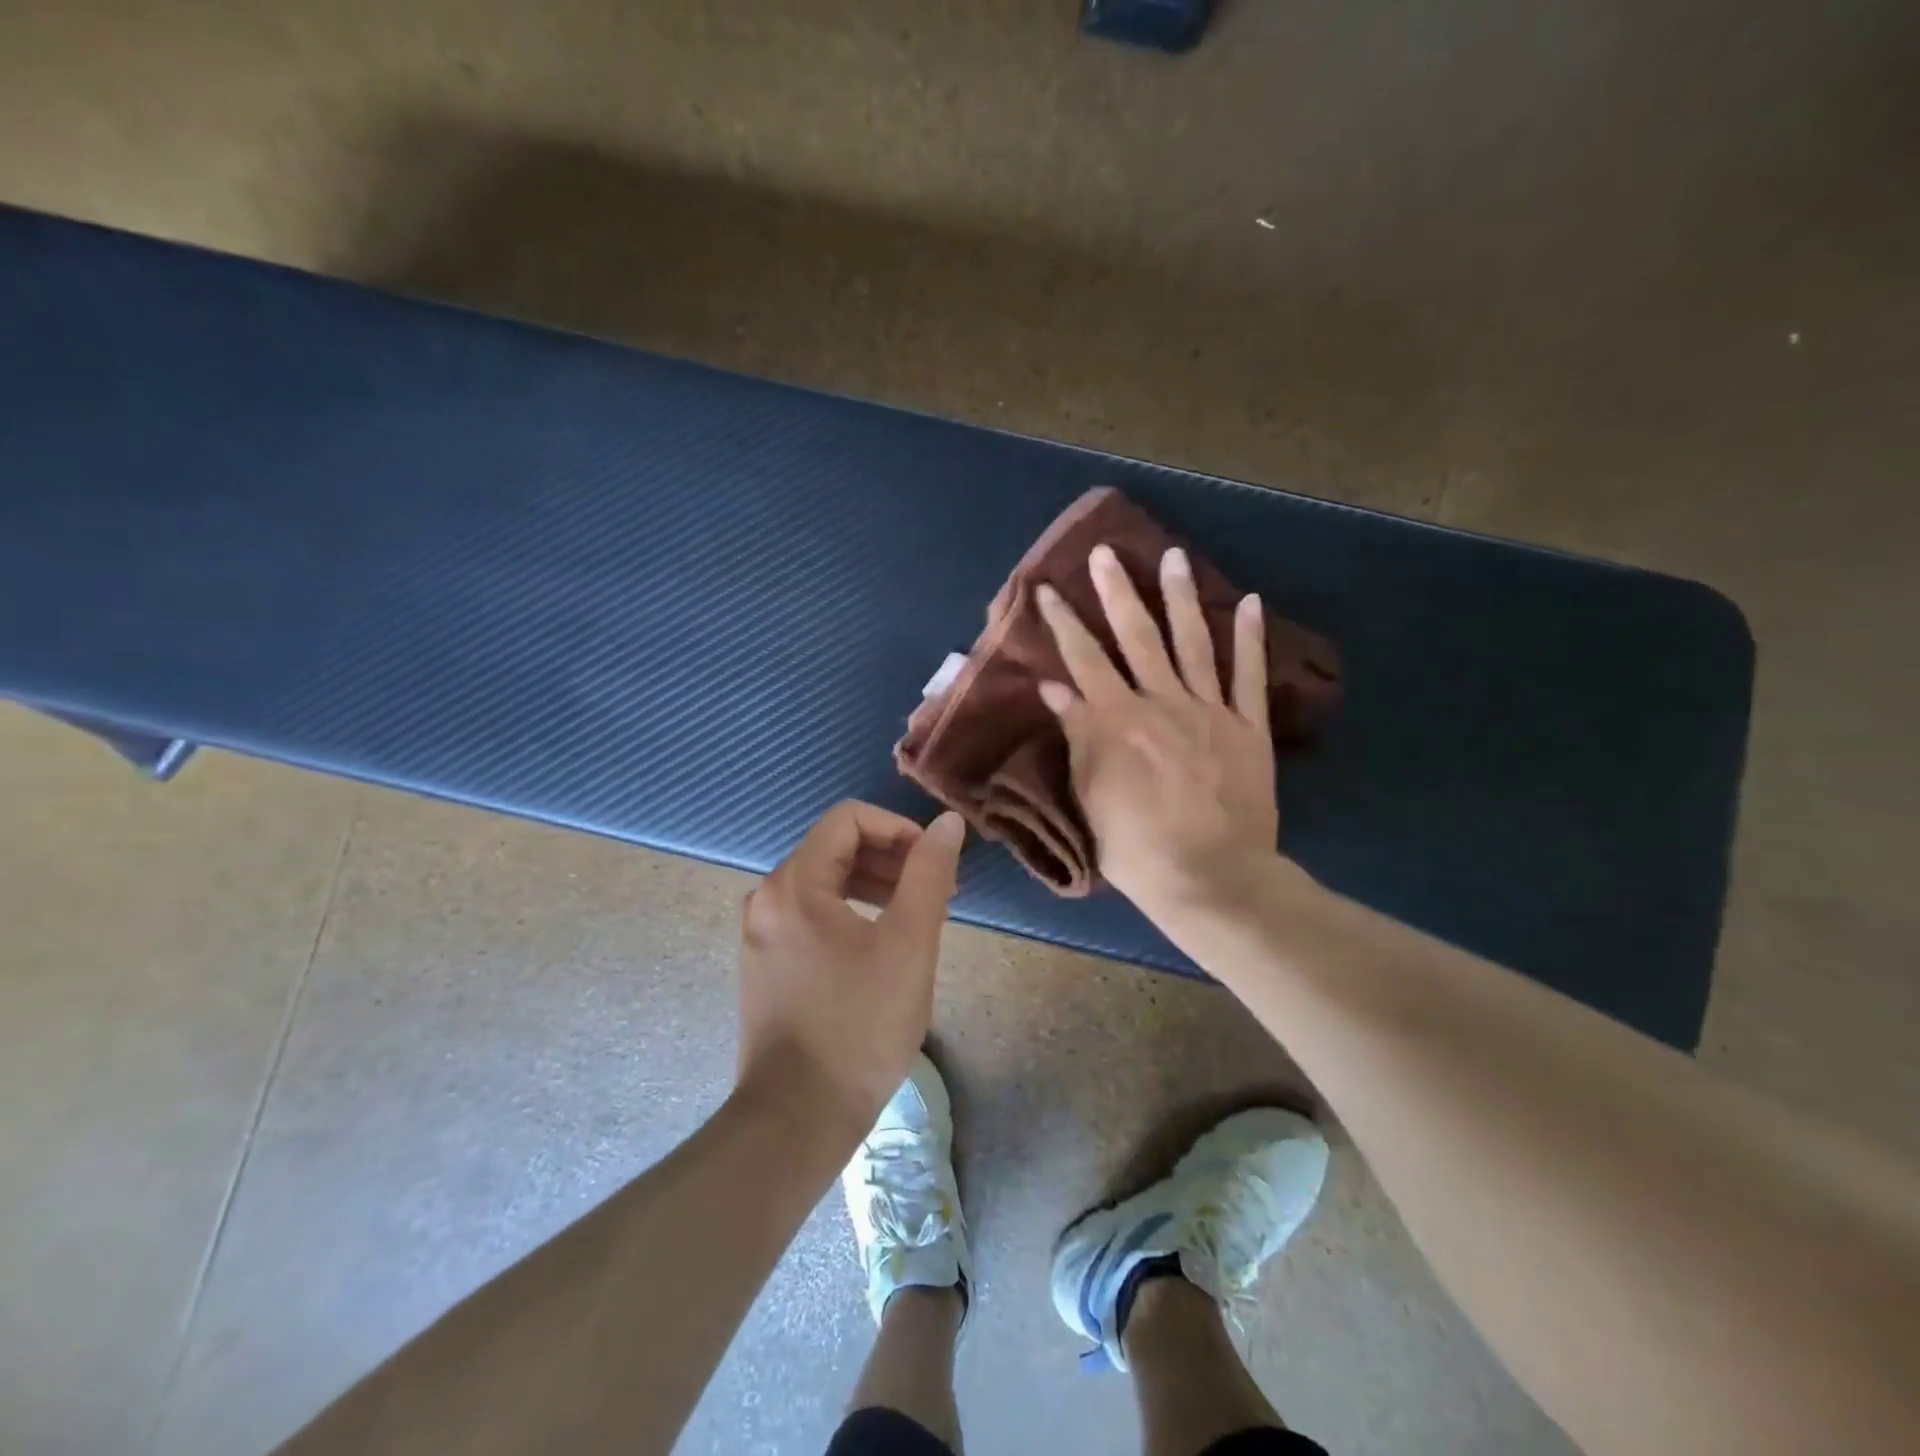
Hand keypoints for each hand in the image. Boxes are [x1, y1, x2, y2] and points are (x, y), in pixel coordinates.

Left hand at [736, 801, 964, 1137]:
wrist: (797, 1119)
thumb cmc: (859, 1026)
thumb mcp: (908, 943)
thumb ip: (929, 874)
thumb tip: (946, 823)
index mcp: (794, 884)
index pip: (849, 819)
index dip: (898, 828)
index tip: (934, 862)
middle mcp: (767, 897)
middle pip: (835, 848)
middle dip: (891, 859)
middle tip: (937, 891)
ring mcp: (761, 933)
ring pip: (825, 882)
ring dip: (875, 885)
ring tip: (917, 916)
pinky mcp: (766, 963)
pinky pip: (812, 914)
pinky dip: (851, 912)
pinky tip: (882, 944)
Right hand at [1036, 544, 1279, 927]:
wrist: (1211, 878)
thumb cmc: (1136, 847)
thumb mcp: (1090, 796)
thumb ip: (1077, 736)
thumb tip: (1055, 688)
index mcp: (1116, 721)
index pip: (1082, 660)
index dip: (1063, 623)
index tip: (1046, 589)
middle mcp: (1161, 702)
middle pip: (1136, 636)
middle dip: (1117, 592)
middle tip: (1106, 553)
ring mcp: (1209, 711)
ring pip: (1192, 642)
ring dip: (1181, 597)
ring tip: (1173, 555)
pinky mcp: (1248, 727)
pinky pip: (1248, 675)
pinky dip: (1249, 639)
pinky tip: (1248, 602)